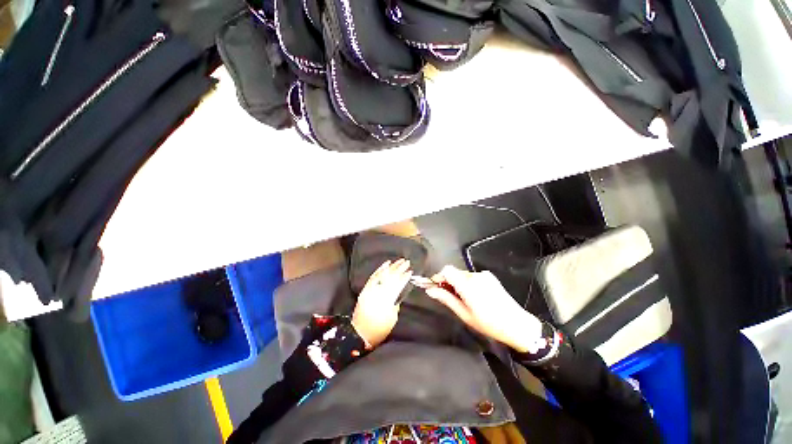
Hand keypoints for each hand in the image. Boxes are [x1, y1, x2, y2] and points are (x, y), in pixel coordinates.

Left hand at [352, 259, 411, 347]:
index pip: (398, 285)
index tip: (410, 271)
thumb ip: (395, 303)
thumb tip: (398, 293)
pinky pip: (373, 277)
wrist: (359, 333)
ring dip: (391, 267)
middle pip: (391, 277)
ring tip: (398, 260)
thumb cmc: (379, 329)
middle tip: (407, 262)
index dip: (404, 277)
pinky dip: (380, 270)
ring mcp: (371, 289)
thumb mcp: (392, 317)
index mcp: (387, 300)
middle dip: (399, 269)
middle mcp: (378, 292)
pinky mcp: (365, 289)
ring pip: (382, 275)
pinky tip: (385, 264)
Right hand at [425, 265, 542, 352]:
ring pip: (463, 274)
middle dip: (448, 282)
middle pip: (454, 272)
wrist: (517, 325)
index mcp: (467, 284)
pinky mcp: (490, 277)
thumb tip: (430, 290)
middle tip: (449, 297)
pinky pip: (473, 276)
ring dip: (458, 283)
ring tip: (464, 299)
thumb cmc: (488, 323)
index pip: (447, 270)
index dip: (439, 277)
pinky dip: (468, 283)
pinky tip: (475, 296)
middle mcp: (475, 275)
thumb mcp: (464, 314)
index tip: (436, 287)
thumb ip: (446, 299)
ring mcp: (484, 275)